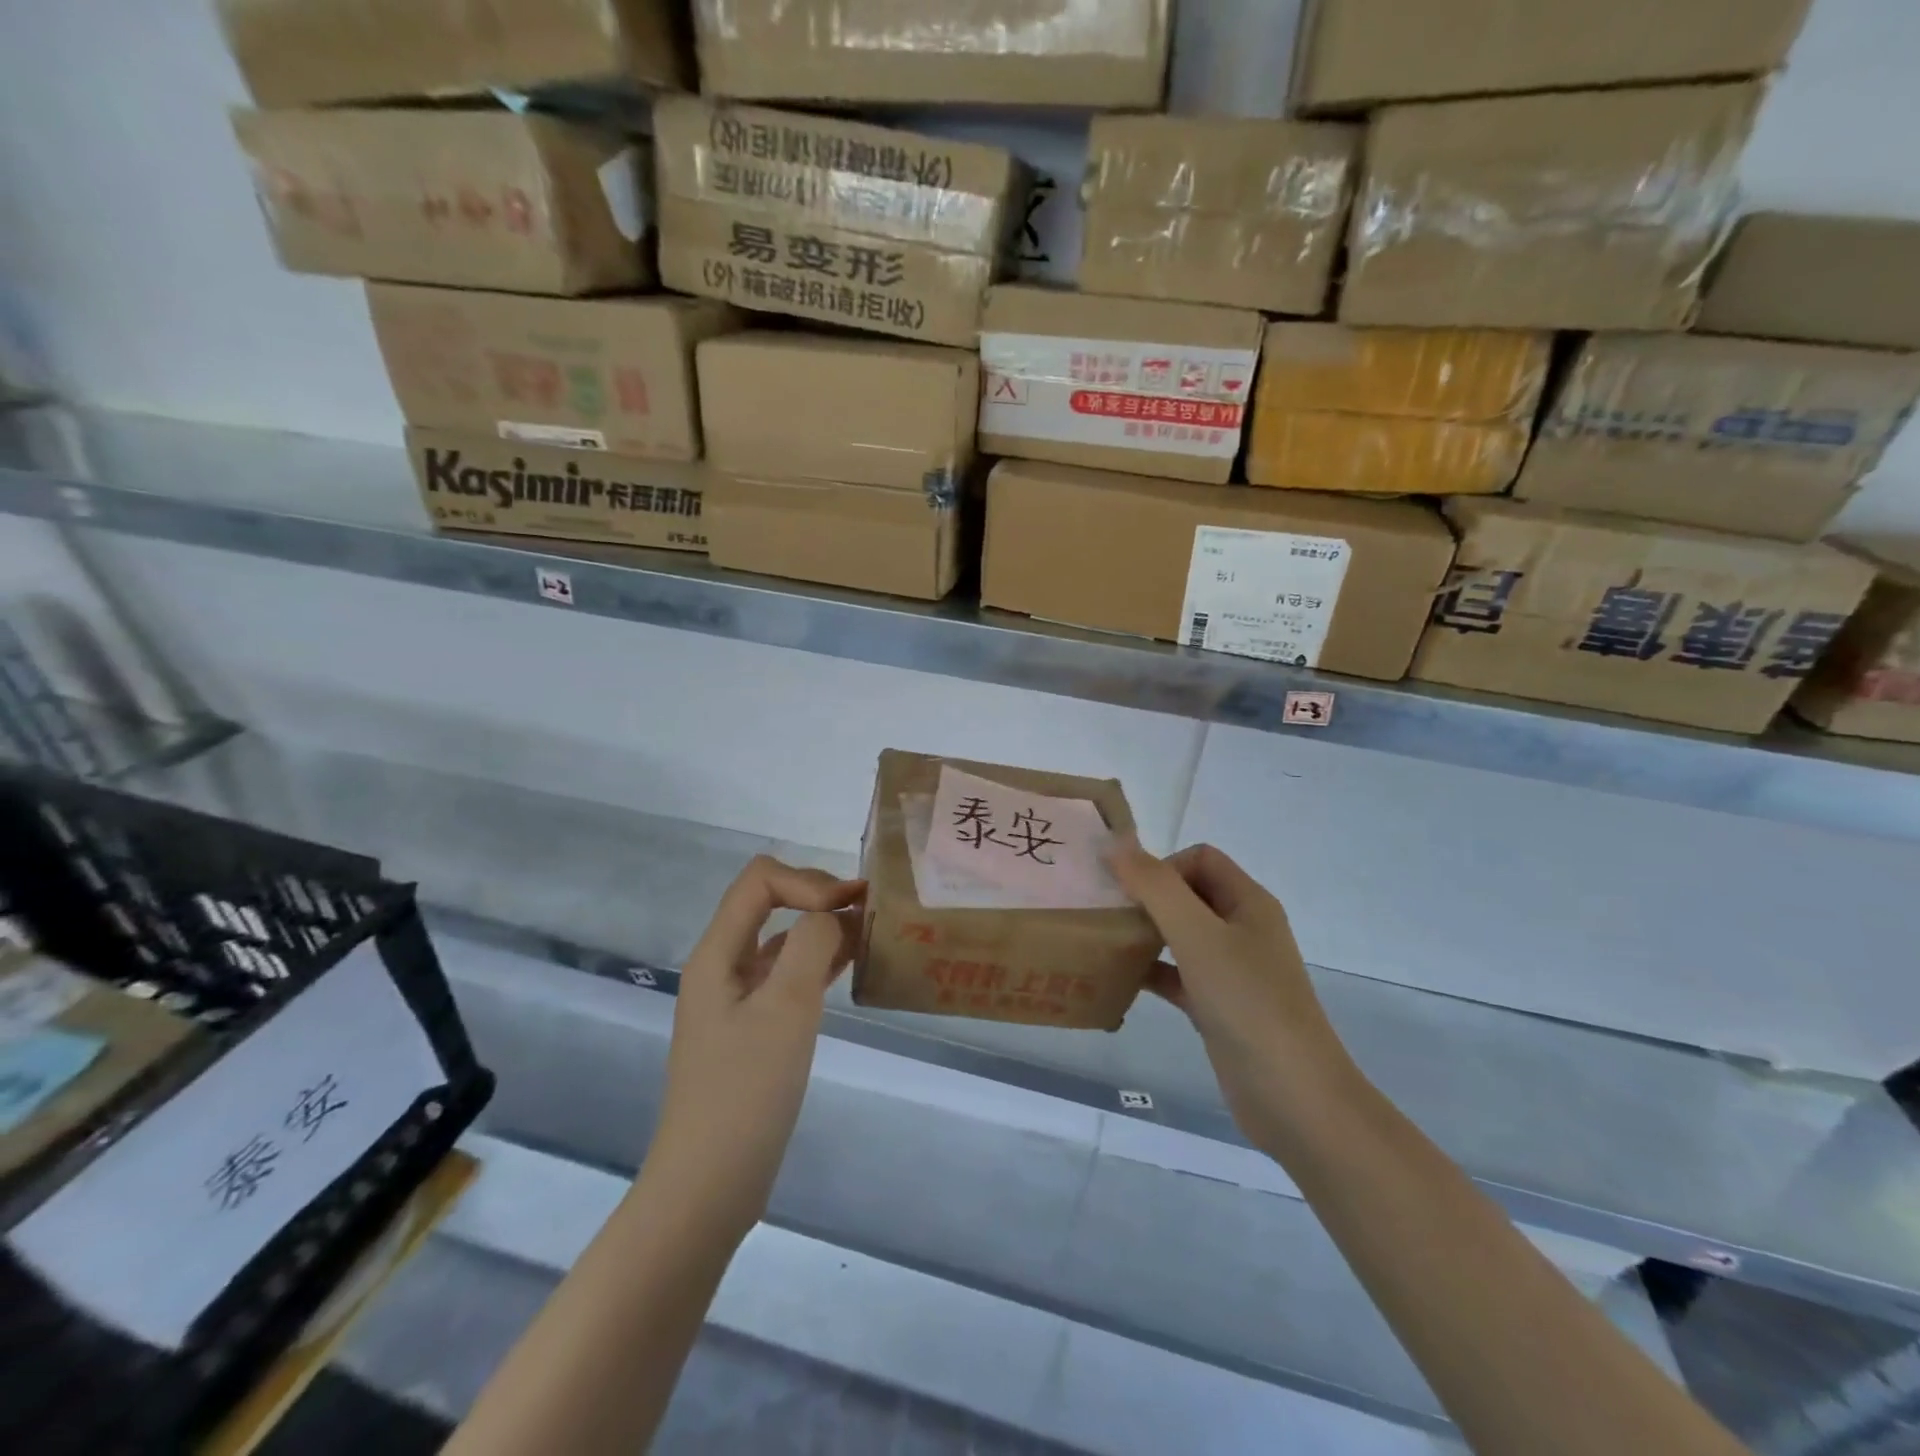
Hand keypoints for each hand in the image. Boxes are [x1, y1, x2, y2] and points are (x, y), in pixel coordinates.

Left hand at [649, 856, 865, 1235]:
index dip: (808, 881)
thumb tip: (833, 916)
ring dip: (825, 927)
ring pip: (785, 938)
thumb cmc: (745, 1092)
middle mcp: (724, 964)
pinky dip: (822, 961)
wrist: (710, 1184)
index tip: (849, 909)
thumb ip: (811, 945)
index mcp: (718, 952)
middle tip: (871, 912)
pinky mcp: (755, 1026)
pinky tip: (854, 967)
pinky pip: (790, 974)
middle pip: (772, 901)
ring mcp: (739, 997)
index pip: (761, 879)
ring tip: (873, 934)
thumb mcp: (786, 1009)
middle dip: (820, 896)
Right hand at [1109, 839, 1361, 1154]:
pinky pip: (1177, 975)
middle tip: (1105, 915)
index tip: (1130, 895)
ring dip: (1144, 934)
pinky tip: (1117, 981)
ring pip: (1179, 935)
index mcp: (1248, 902)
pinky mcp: (1218, 1006)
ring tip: (1103, 943)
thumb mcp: (1198, 936)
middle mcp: (1242, 929)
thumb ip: (1156, 886)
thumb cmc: (1248, 1003)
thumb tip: (1115, 843)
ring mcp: (1231, 971)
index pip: (1199, 859)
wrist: (1293, 1098)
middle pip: (1187, 894)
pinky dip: (1150, 972)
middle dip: (1146, 898)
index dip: (1163, 867)